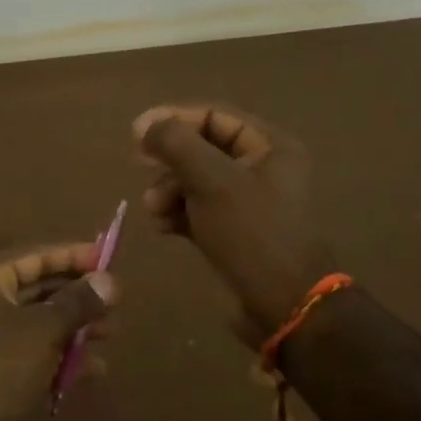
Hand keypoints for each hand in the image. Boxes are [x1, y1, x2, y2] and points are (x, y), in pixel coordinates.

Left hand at [0, 243, 115, 420]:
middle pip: (36, 288)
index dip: (72, 255)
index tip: (108, 256)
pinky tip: (95, 369)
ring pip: (36, 322)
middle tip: (115, 300)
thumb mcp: (42, 330)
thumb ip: (78, 303)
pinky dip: (59, 356)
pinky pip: (31, 351)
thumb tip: (110, 280)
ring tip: (112, 333)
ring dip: (73, 327)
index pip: (33, 255)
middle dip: (77, 296)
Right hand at [134, 104, 333, 337]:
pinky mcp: (236, 232)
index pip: (214, 116)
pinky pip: (199, 210)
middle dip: (169, 161)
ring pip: (197, 182)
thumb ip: (177, 145)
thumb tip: (144, 125)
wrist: (284, 305)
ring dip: (168, 190)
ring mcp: (249, 203)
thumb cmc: (252, 234)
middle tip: (141, 169)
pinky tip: (161, 227)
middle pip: (203, 148)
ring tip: (152, 210)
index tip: (136, 134)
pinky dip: (178, 214)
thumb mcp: (212, 182)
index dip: (173, 119)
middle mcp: (263, 168)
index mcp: (270, 146)